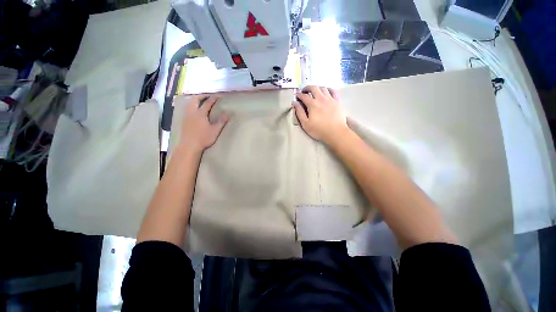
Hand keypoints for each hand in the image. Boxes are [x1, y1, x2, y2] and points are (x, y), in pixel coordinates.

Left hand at [179, 95, 228, 153]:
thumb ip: (221, 121)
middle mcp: (192, 112)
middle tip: (207, 96)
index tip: (218, 96)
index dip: (213, 98)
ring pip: (189, 103)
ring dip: (195, 99)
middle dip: (201, 96)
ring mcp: (187, 116)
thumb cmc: (204, 138)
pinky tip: (194, 109)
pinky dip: (191, 104)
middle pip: (195, 99)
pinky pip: (187, 108)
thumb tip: (227, 114)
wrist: (190, 145)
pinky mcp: (184, 120)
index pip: (207, 103)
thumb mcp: (215, 130)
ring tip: (200, 101)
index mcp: (200, 114)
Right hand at [293, 86, 348, 143]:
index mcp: (312, 104)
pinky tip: (326, 91)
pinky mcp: (337, 101)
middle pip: (313, 88)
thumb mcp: (305, 124)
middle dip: (307, 88)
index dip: (299, 95)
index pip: (304, 96)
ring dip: (317, 88)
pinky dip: (328, 89)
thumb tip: (295, 103)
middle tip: (304, 91)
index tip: (296, 96)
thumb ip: (299, 113)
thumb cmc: (319, 130)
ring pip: (323, 88)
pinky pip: (333, 91)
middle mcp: (321, 98)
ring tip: (314, 92)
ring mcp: (330, 99)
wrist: (336, 133)